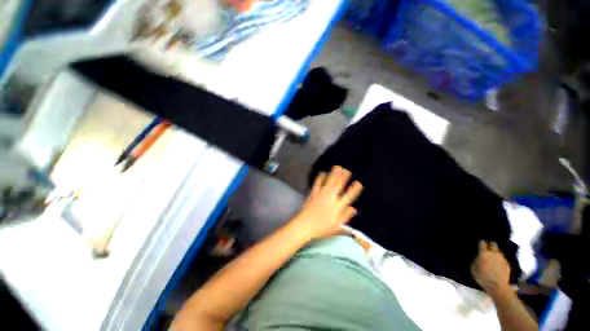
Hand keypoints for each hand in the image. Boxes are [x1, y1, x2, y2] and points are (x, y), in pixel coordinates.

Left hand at [291, 166, 362, 240]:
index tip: (358, 183)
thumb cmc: (321, 228)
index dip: (354, 189)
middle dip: (343, 177)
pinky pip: (318, 183)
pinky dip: (321, 177)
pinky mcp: (313, 193)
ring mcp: (321, 194)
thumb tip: (353, 208)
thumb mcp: (336, 225)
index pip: (349, 196)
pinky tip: (322, 173)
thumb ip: (345, 216)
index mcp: (338, 206)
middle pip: (339, 185)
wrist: (305, 225)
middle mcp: (331, 197)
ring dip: (334, 174)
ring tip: (338, 167)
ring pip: (329, 181)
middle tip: (347, 170)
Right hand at [471, 240, 510, 295]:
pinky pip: (502, 259)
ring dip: (495, 253)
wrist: (498, 286)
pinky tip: (497, 265)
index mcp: (484, 253)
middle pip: (493, 244)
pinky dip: (499, 260)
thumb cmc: (483, 277)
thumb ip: (476, 260)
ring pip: (499, 251)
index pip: (482, 243)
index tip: (479, 244)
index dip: (481, 243)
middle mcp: (494, 253)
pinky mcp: (507, 264)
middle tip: (487, 248)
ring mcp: (502, 258)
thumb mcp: (473, 268)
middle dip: (490, 245)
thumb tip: (478, 257)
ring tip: (492, 258)